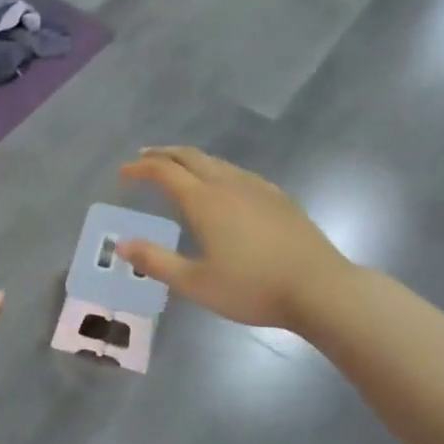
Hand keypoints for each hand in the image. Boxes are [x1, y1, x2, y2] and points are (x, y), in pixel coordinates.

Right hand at [118, 147, 351, 333]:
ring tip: (178, 169)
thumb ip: (156, 261)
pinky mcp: (279, 198)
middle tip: (144, 159)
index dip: (140, 169)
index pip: (164, 171)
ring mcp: (258, 188)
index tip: (123, 173)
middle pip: (190, 157)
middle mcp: (228, 185)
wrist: (320, 289)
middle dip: (164, 154)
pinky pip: (239, 173)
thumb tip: (122, 244)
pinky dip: (217, 170)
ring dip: (190, 160)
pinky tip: (223, 187)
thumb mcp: (195, 283)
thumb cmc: (253, 288)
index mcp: (205, 201)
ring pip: (217, 162)